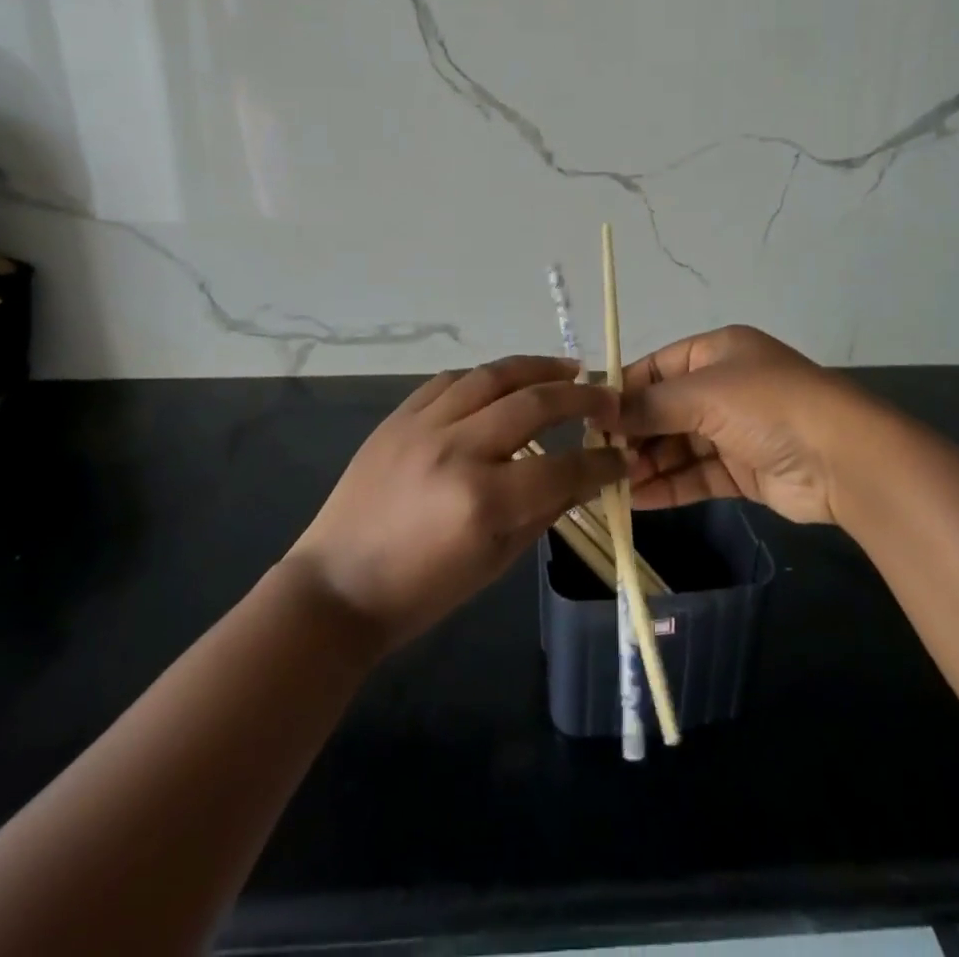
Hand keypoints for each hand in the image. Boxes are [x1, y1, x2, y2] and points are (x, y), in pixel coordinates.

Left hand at [286, 356, 624, 651]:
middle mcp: (456, 450)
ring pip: (491, 376)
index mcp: (483, 501)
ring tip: (567, 368)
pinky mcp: (397, 417)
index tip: (621, 457)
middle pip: (533, 404)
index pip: (563, 468)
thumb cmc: (421, 591)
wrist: (337, 587)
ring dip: (536, 367)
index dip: (601, 463)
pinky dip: (485, 377)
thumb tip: (583, 476)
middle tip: (607, 398)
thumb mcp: (495, 562)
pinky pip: (449, 381)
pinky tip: (505, 380)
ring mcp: (422, 426)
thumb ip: (543, 511)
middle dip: (581, 398)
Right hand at [616, 326, 874, 525]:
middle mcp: (722, 387)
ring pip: (678, 446)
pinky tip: (638, 500)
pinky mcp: (743, 471)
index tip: (589, 418)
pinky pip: (696, 475)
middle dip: (633, 434)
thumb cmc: (767, 406)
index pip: (655, 369)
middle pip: (664, 410)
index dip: (622, 392)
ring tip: (612, 485)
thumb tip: (600, 414)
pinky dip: (669, 486)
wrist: (843, 458)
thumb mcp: (703, 394)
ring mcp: (733, 431)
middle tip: (599, 459)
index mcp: (715, 353)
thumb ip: (649, 405)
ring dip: (647, 464)